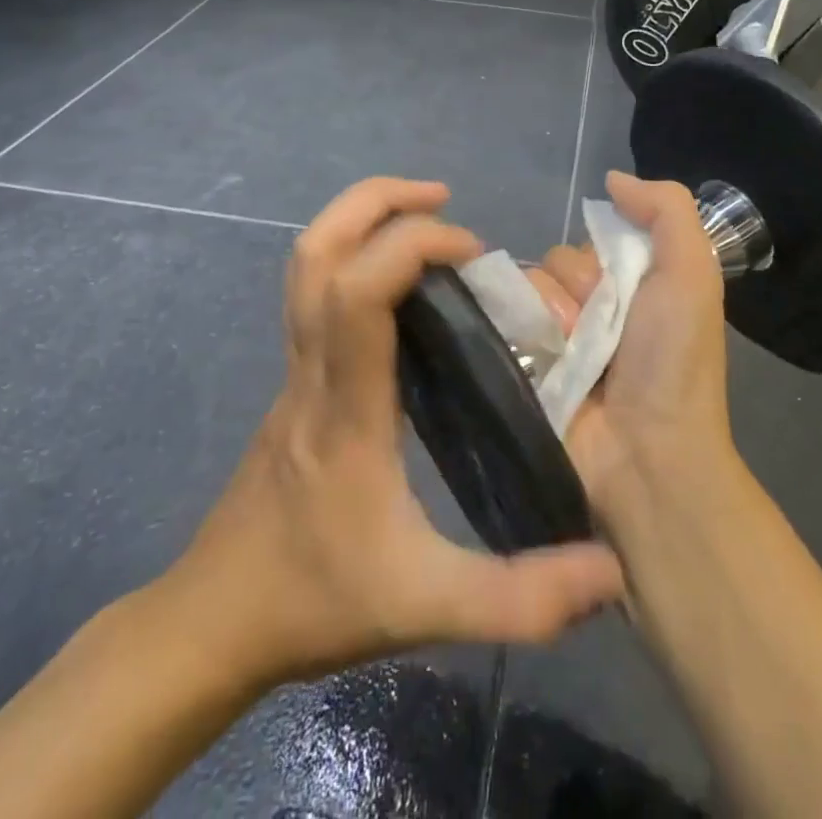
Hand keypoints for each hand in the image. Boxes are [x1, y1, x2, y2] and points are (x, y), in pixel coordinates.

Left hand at [151, 178, 623, 691]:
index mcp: (345, 406)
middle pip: (316, 250)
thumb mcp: (426, 608)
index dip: (413, 245)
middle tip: (442, 200)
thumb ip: (521, 598)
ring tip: (426, 222)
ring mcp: (294, 369)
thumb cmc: (314, 601)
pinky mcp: (294, 379)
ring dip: (361, 219)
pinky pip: (316, 291)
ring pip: (306, 262)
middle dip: (377, 202)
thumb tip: (609, 570)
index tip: (472, 252)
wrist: (211, 621)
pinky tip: (406, 290)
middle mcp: (312, 368)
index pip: (358, 290)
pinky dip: (357, 257)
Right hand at [536, 172, 737, 523]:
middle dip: (574, 290)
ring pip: (526, 289)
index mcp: (631, 284)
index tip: (620, 290)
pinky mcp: (524, 367)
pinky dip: (517, 333)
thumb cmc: (672, 360)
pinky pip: (502, 322)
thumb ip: (666, 210)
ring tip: (571, 354)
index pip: (590, 241)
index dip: (600, 259)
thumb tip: (612, 179)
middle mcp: (591, 308)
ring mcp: (555, 340)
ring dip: (548, 316)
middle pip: (555, 262)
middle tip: (596, 330)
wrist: (646, 456)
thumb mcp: (692, 273)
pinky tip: (538, 359)